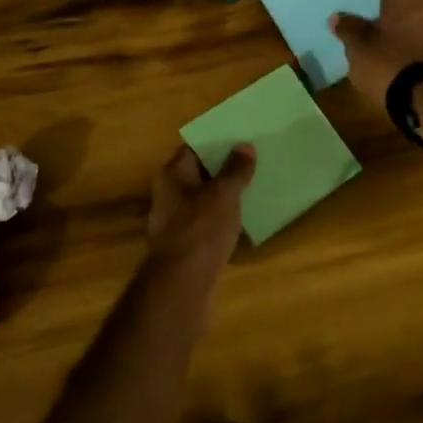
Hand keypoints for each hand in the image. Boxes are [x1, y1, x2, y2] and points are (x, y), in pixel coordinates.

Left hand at [146, 144, 256, 270]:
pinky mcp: (184, 244)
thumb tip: (244, 146)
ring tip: (254, 187)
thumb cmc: (201, 228)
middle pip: (198, 173)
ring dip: (224, 195)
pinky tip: (243, 218)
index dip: (217, 143)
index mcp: (172, 175)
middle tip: (254, 161)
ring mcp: (174, 221)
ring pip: (203, 199)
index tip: (242, 140)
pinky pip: (205, 222)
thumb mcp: (224, 194)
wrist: (183, 282)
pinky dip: (221, 218)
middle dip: (224, 168)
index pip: (194, 148)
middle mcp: (168, 194)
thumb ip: (235, 169)